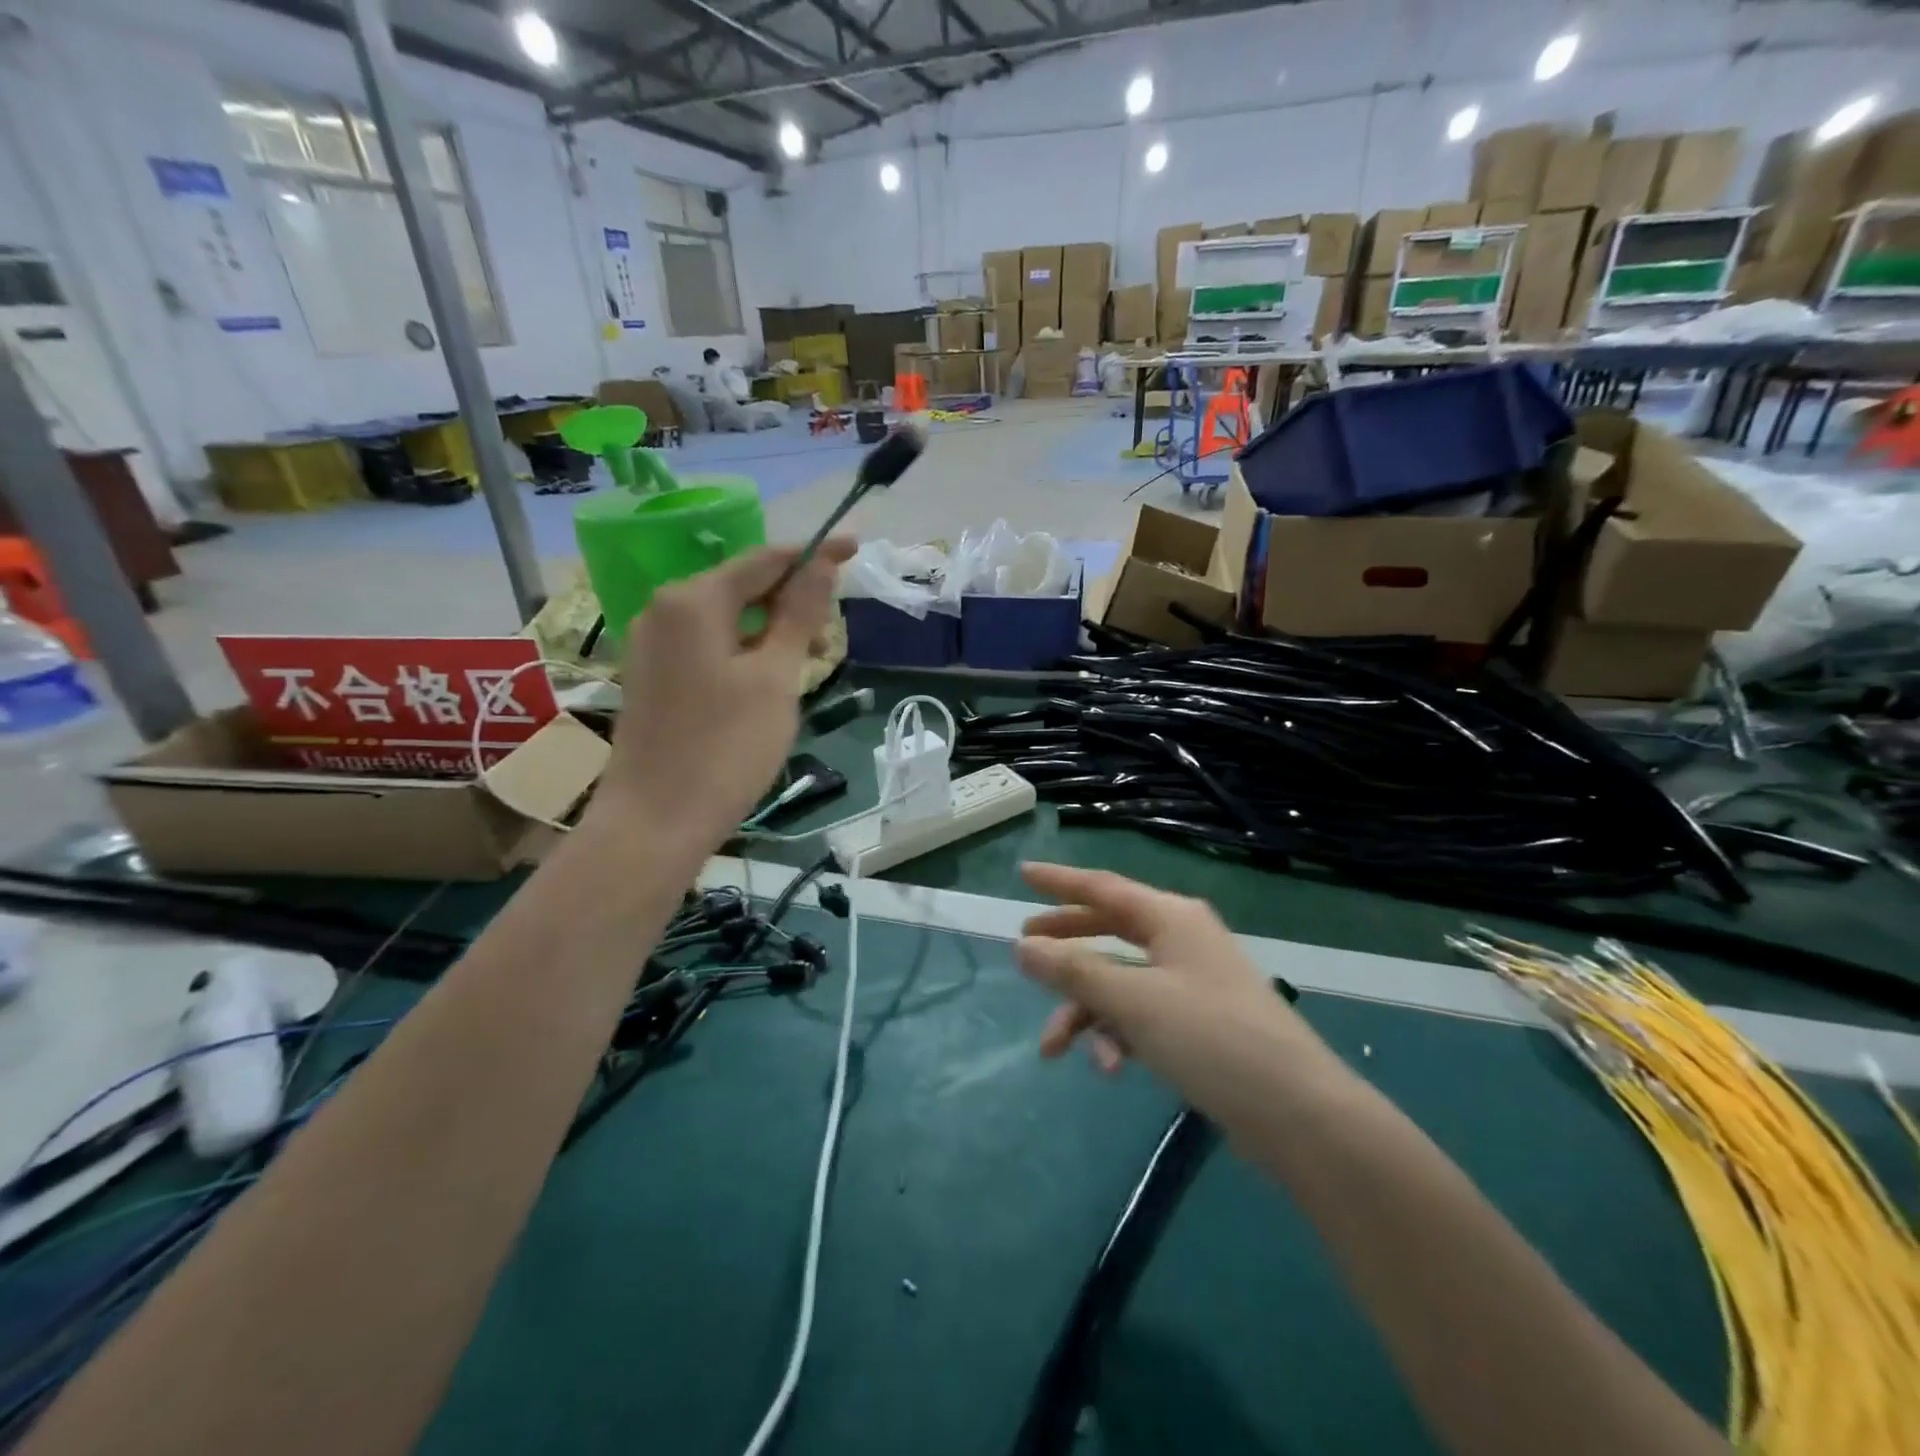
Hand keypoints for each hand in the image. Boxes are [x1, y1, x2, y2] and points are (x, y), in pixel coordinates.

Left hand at [592, 539, 854, 849]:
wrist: (655, 822)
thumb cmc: (726, 747)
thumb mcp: (776, 677)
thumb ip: (800, 613)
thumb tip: (822, 562)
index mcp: (694, 599)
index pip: (766, 558)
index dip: (814, 553)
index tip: (856, 550)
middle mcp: (664, 609)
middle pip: (744, 588)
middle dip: (792, 605)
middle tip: (828, 647)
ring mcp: (651, 644)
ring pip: (728, 621)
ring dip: (771, 635)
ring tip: (800, 676)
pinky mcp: (651, 677)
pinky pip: (707, 647)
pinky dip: (744, 655)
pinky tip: (764, 689)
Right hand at [1015, 863, 1340, 1123]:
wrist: (1299, 1115)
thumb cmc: (1211, 1039)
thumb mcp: (1133, 1002)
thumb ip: (1074, 971)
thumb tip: (1022, 947)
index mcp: (1171, 917)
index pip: (1102, 887)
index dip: (1058, 881)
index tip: (1022, 875)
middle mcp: (1182, 940)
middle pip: (1109, 931)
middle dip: (1066, 947)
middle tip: (1024, 952)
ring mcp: (1192, 982)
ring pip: (1120, 982)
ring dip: (1086, 1011)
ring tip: (1053, 1048)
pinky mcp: (1199, 1024)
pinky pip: (1142, 1015)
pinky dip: (1118, 1036)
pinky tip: (1110, 1069)